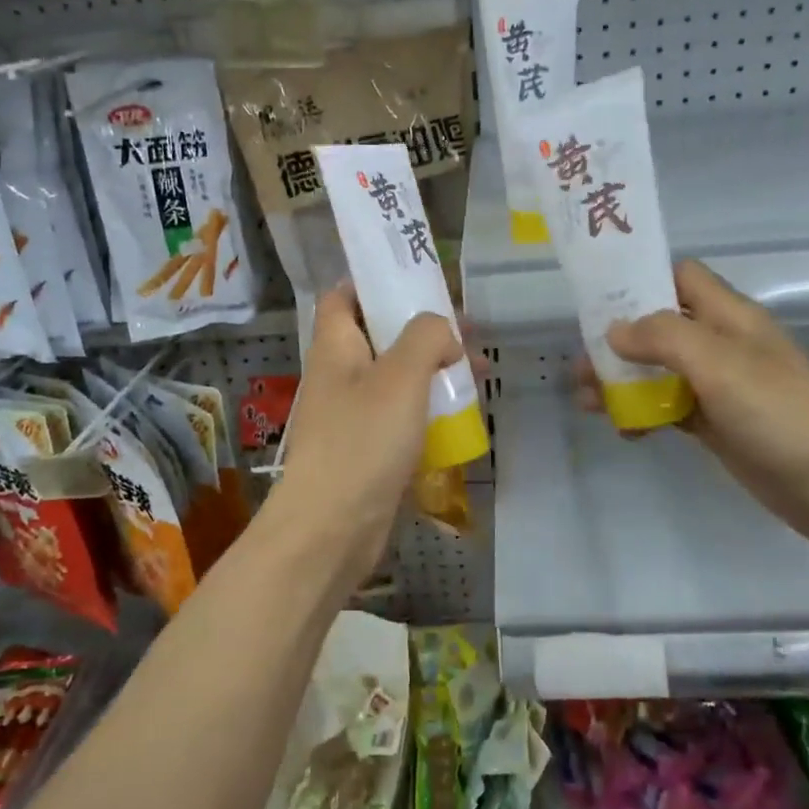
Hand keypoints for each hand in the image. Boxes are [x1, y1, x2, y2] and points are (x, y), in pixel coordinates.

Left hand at [269, 286, 463, 586]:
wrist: (331, 529)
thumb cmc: (362, 441)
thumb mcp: (401, 376)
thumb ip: (426, 337)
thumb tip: (442, 332)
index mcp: (335, 346)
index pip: (343, 296)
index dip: (375, 282)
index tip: (418, 280)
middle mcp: (338, 375)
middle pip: (378, 335)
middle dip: (421, 329)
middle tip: (466, 329)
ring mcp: (350, 414)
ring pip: (394, 377)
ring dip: (431, 369)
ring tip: (477, 371)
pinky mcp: (365, 449)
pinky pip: (399, 416)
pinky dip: (427, 408)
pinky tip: (460, 415)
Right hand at [574, 260, 808, 553]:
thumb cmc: (778, 412)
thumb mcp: (718, 362)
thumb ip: (663, 337)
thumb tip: (614, 331)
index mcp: (729, 316)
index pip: (679, 277)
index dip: (639, 280)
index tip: (596, 298)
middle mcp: (721, 344)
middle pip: (658, 327)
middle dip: (616, 341)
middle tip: (579, 362)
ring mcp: (718, 386)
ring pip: (658, 370)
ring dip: (622, 381)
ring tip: (586, 401)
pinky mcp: (715, 423)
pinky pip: (668, 408)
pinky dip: (642, 413)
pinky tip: (624, 431)